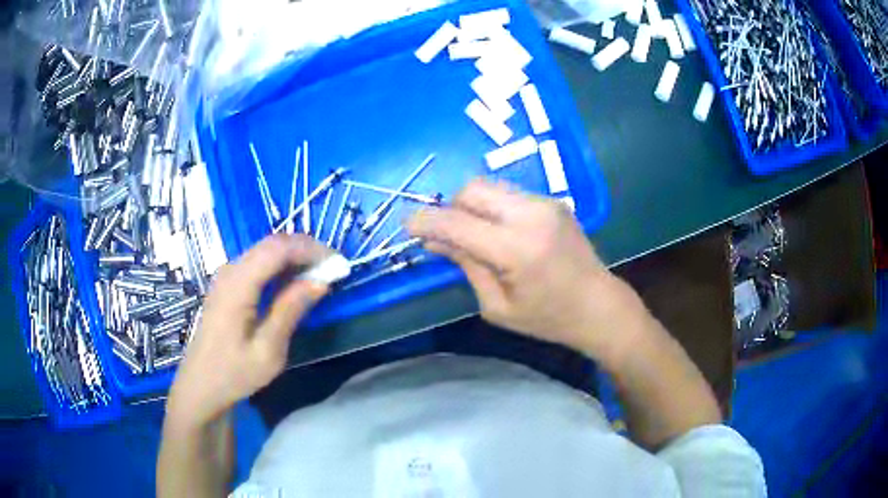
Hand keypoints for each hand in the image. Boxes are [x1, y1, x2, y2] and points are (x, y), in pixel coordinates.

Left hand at [166, 234, 329, 429]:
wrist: (201, 385)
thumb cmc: (234, 373)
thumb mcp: (268, 350)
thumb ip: (291, 310)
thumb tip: (321, 281)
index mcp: (238, 285)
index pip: (278, 248)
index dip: (311, 249)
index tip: (338, 264)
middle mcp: (230, 271)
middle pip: (272, 244)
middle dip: (306, 250)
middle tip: (334, 269)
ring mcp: (227, 276)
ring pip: (266, 251)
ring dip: (295, 257)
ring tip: (321, 275)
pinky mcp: (228, 284)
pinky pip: (258, 263)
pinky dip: (281, 267)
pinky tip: (295, 283)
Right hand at [408, 179, 627, 354]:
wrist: (598, 305)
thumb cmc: (547, 318)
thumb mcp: (498, 305)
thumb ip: (466, 265)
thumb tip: (434, 240)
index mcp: (517, 249)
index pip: (457, 223)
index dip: (426, 221)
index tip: (407, 226)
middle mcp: (531, 215)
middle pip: (472, 189)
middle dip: (450, 208)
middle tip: (447, 236)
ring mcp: (545, 203)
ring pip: (489, 187)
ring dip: (471, 206)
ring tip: (473, 235)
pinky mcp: (552, 201)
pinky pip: (508, 194)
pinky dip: (492, 207)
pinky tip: (499, 232)